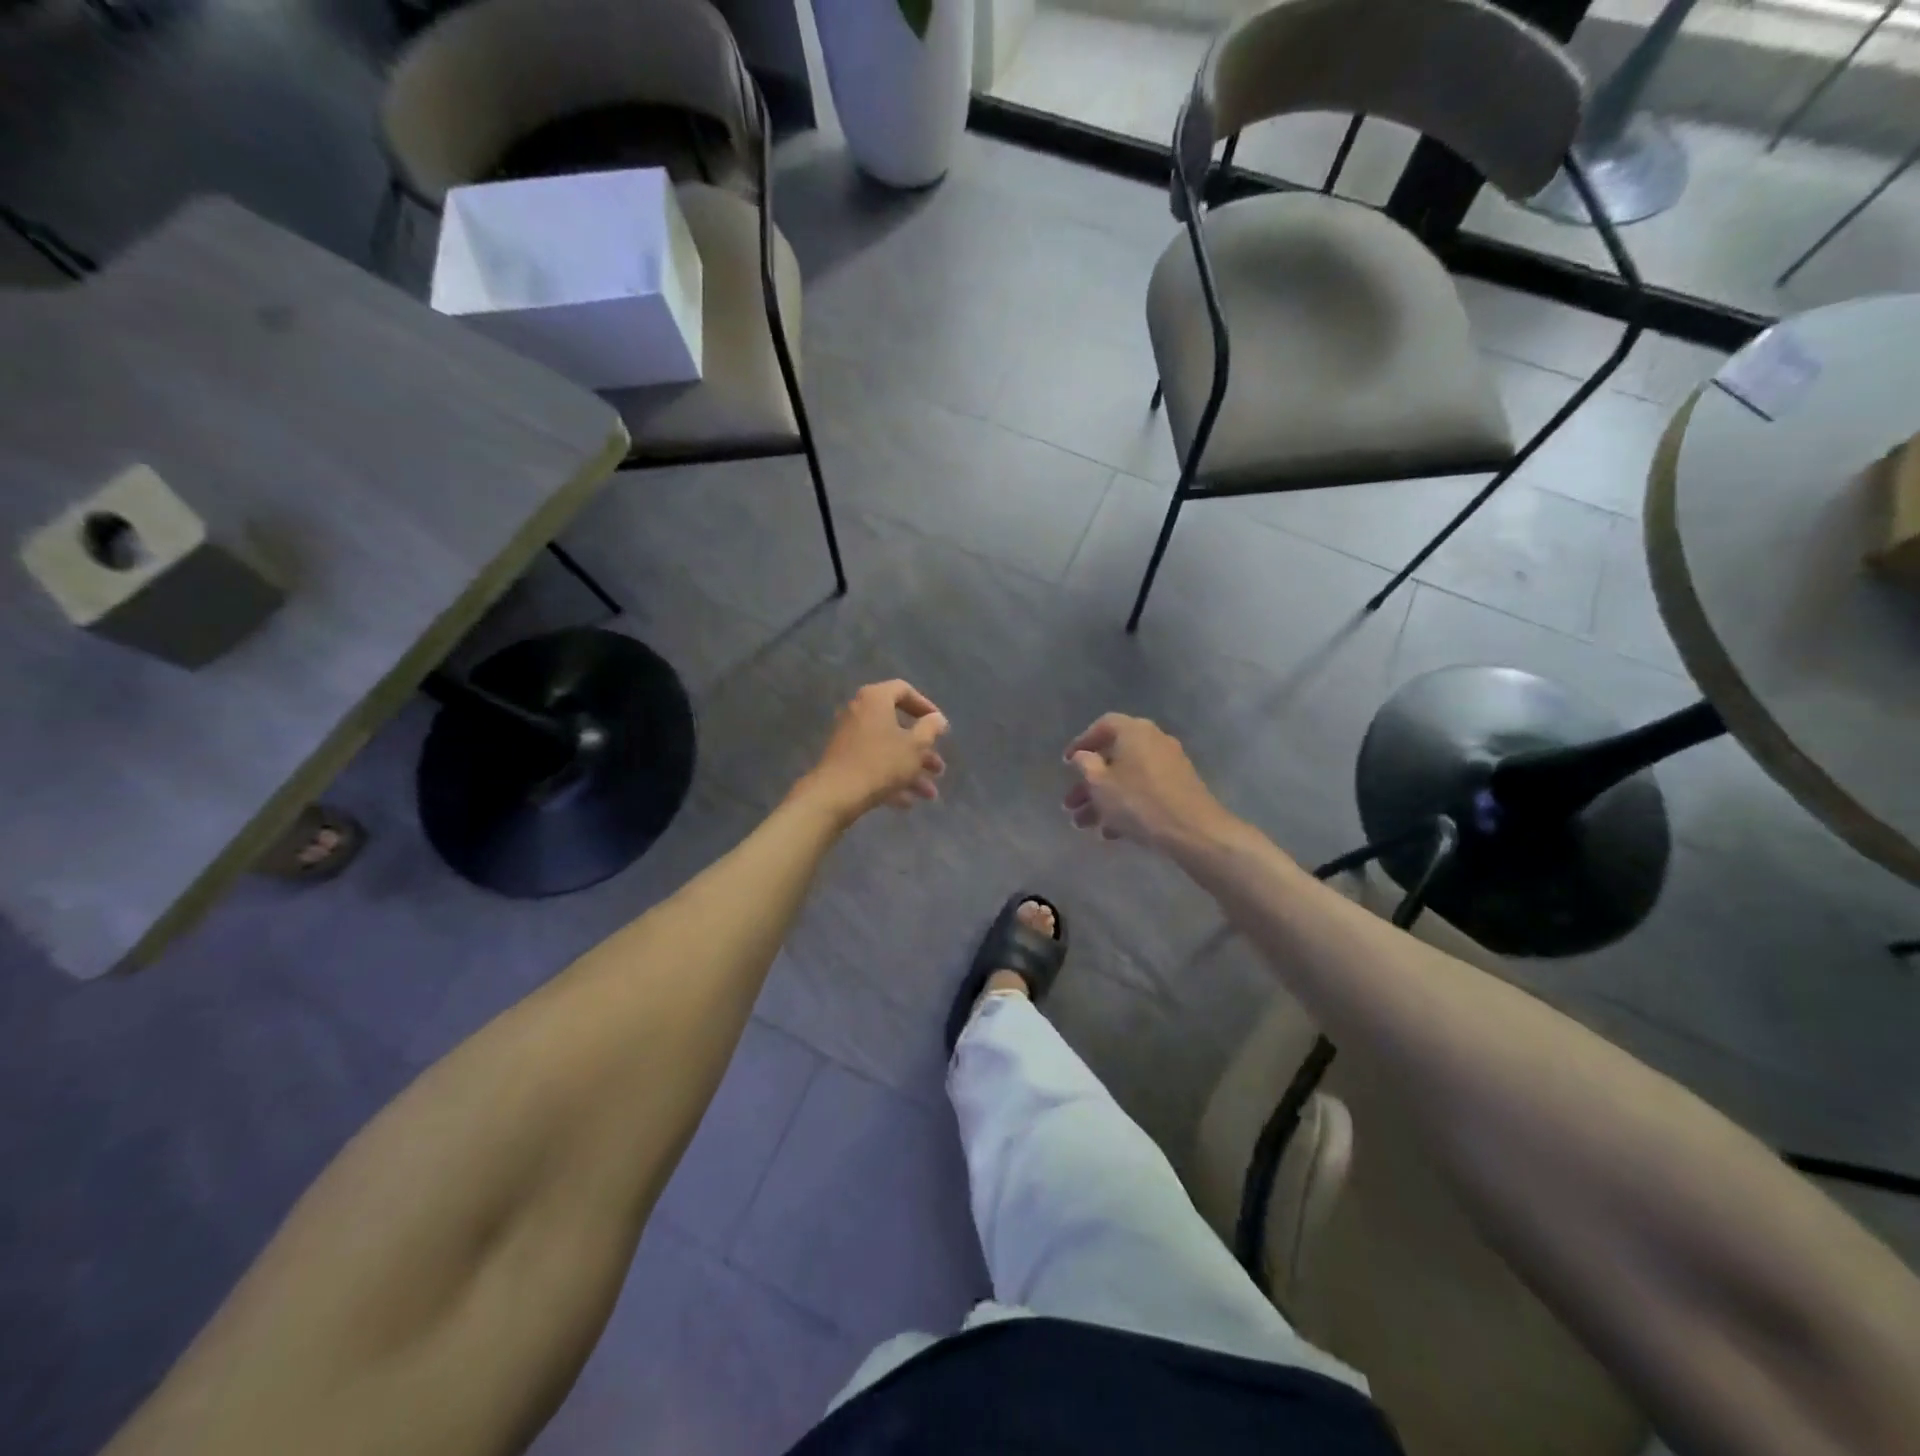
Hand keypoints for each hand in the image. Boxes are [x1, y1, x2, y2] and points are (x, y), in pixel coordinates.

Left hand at [797, 680, 948, 823]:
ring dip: (911, 769)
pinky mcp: (843, 760)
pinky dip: (891, 778)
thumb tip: (937, 719)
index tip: (940, 726)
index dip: (926, 706)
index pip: (904, 690)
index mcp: (875, 699)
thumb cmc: (881, 763)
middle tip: (938, 767)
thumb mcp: (915, 746)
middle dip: (922, 750)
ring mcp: (848, 737)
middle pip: (897, 726)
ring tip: (930, 794)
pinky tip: (907, 802)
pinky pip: (873, 763)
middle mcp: (859, 712)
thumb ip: (931, 728)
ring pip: (887, 749)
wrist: (836, 794)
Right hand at [1062, 713, 1234, 850]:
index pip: (1103, 726)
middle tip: (1069, 804)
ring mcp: (1169, 765)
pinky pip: (1144, 792)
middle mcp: (1154, 741)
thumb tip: (1083, 755)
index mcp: (1134, 731)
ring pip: (1127, 779)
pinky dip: (1125, 806)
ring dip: (1103, 800)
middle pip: (1113, 758)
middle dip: (1088, 784)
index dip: (1082, 743)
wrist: (1193, 831)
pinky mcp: (1179, 789)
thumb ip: (1085, 764)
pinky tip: (1110, 832)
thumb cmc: (1139, 802)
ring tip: (1083, 825)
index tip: (1067, 764)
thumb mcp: (1100, 783)